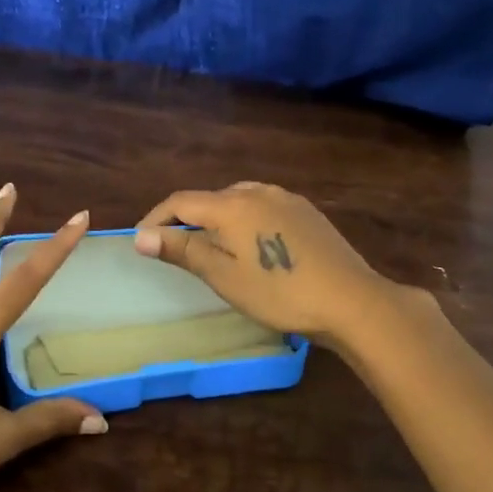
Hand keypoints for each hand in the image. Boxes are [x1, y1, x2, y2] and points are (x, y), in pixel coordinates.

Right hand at [133, 182, 402, 349]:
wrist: (351, 300)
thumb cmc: (280, 293)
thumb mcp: (224, 277)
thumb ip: (183, 250)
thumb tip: (141, 235)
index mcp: (232, 204)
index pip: (180, 201)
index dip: (156, 219)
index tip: (142, 241)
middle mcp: (257, 191)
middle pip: (209, 199)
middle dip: (186, 219)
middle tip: (176, 250)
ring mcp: (286, 198)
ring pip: (238, 200)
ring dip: (217, 219)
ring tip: (213, 248)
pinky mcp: (306, 211)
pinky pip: (263, 206)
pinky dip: (245, 221)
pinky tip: (254, 246)